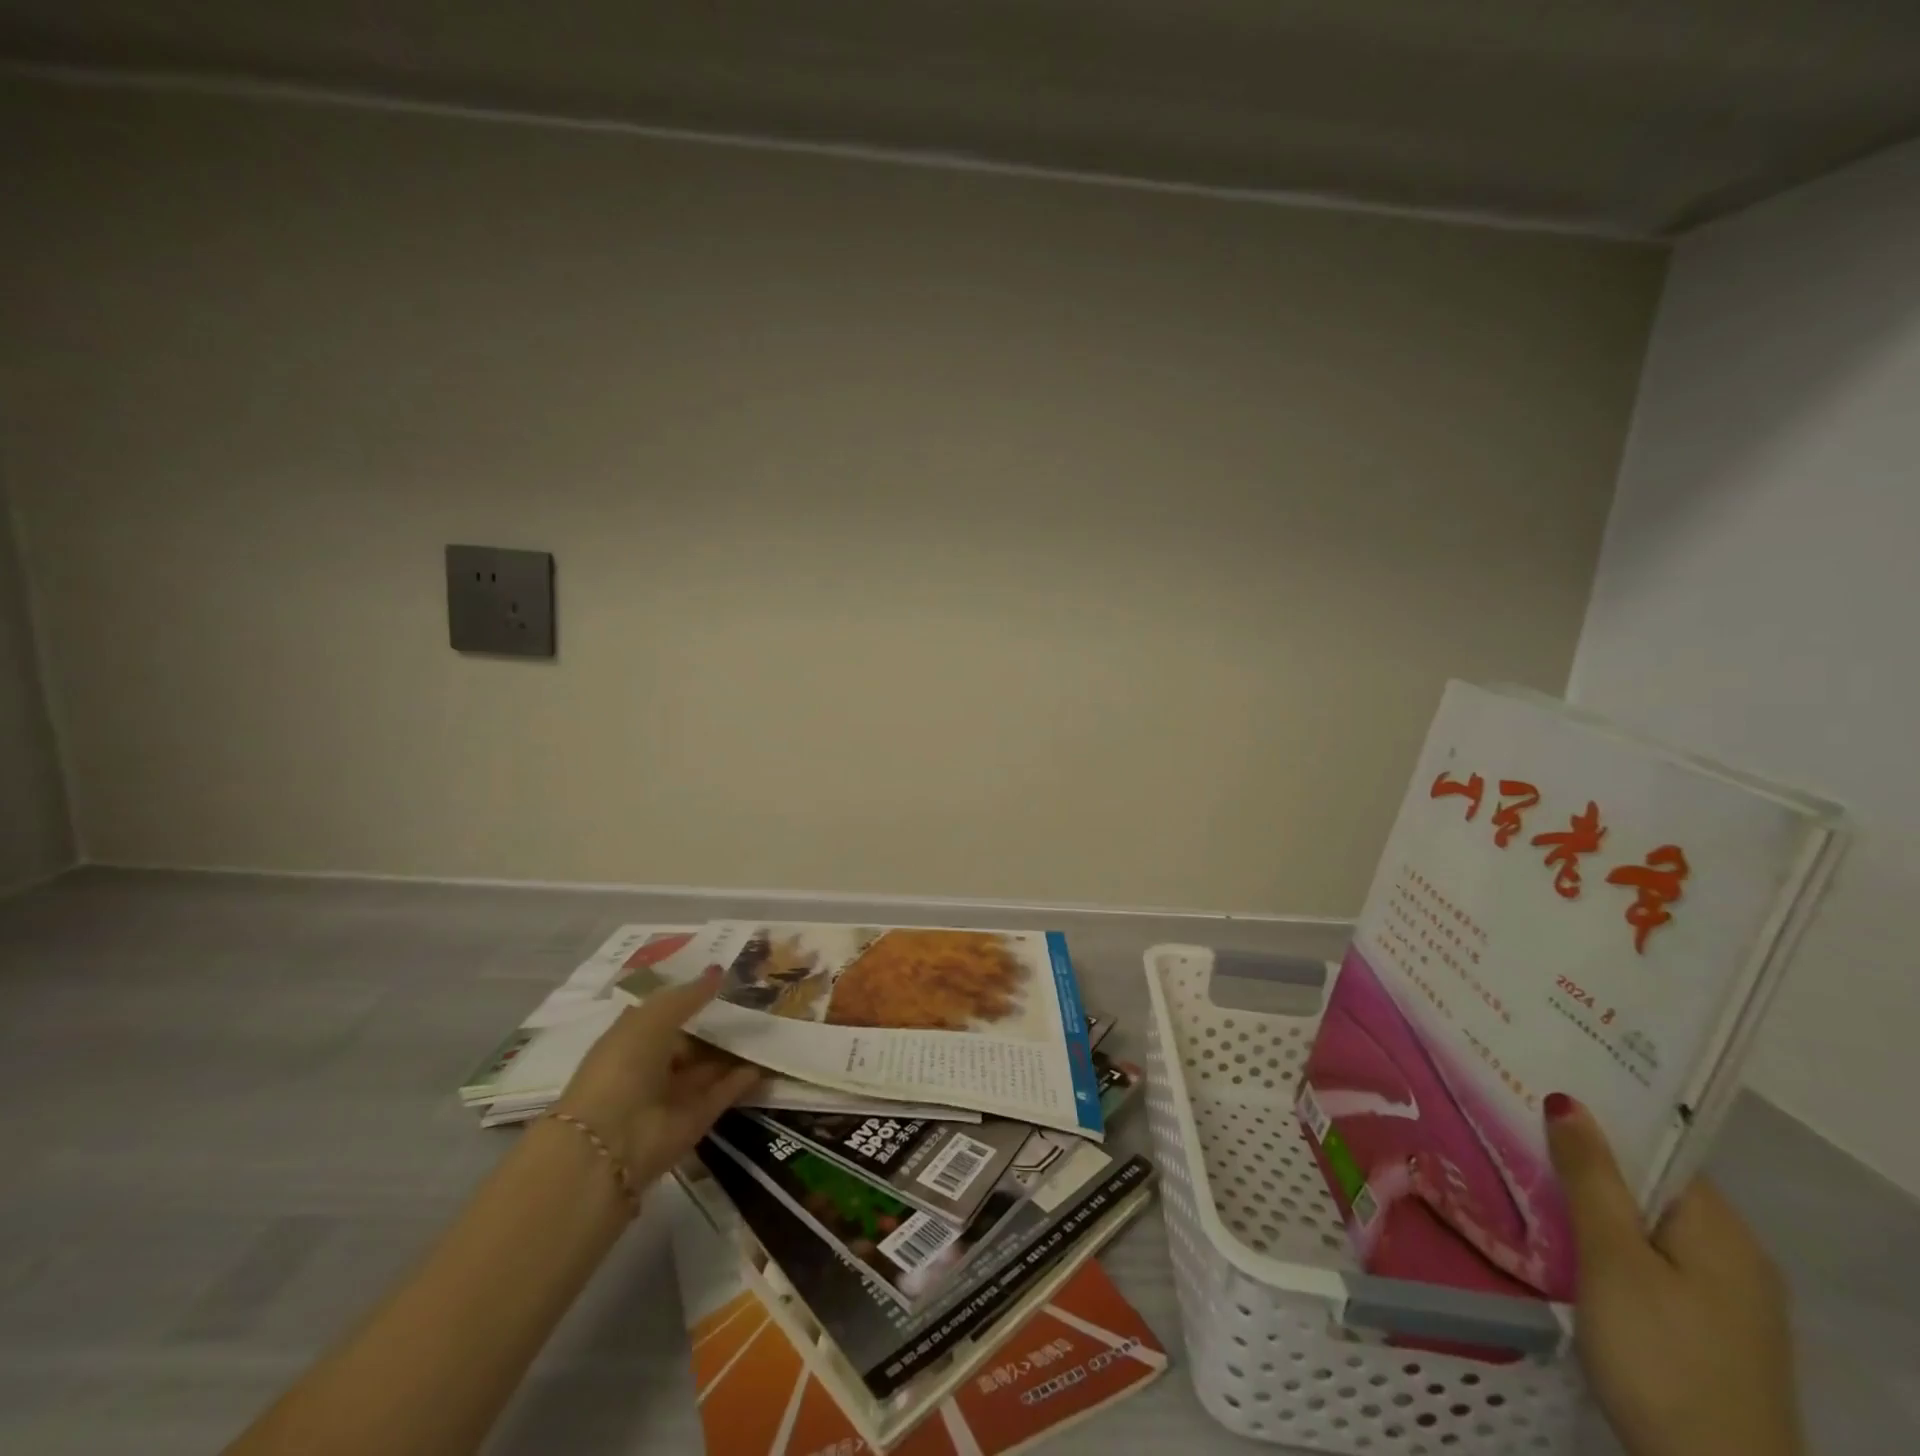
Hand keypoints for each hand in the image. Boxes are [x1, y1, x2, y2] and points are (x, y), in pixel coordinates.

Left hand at [553, 967, 759, 1186]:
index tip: (728, 980)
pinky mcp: (696, 1119)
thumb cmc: (624, 1064)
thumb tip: (720, 971)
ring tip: (770, 1027)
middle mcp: (653, 1066)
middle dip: (720, 1025)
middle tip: (759, 1002)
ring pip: (710, 1067)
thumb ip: (689, 995)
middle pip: (692, 1043)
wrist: (611, 1139)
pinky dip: (743, 1079)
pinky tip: (767, 1059)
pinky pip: (723, 1092)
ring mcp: (674, 1095)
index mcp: (633, 1039)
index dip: (693, 998)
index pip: (667, 1015)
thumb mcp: (654, 1016)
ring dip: (735, 1051)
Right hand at [1545, 1093, 1801, 1455]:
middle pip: (1646, 1185)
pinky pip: (1644, 1258)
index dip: (1600, 1117)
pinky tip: (1555, 1235)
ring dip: (1586, 1199)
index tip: (1536, 1090)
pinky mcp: (1698, 1328)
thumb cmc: (1660, 1354)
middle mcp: (1731, 1255)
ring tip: (1517, 1169)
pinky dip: (1599, 1238)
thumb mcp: (1613, 1258)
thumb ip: (1590, 1177)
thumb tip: (1568, 1101)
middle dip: (1582, 1157)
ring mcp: (1720, 1298)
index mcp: (1721, 1230)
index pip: (1657, 1148)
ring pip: (1640, 1223)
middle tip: (1511, 1124)